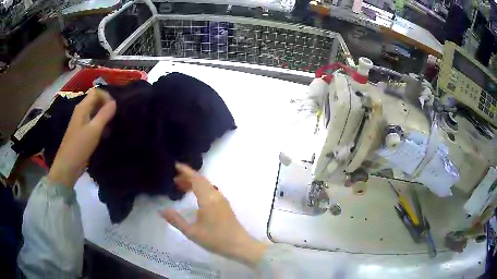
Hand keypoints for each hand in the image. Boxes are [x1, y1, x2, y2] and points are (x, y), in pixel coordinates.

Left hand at [48, 88, 115, 187]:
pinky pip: (93, 122)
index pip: (96, 92)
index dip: (106, 96)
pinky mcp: (82, 132)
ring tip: (111, 126)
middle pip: (96, 100)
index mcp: (82, 107)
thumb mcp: (94, 130)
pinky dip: (100, 124)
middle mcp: (81, 111)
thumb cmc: (79, 147)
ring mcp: (81, 122)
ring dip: (104, 116)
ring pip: (95, 112)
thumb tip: (114, 102)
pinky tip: (105, 134)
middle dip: (106, 106)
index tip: (114, 109)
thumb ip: (104, 115)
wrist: (68, 166)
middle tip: (114, 118)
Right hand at [159, 163, 266, 267]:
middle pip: (201, 180)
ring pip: (207, 185)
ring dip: (194, 183)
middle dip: (188, 177)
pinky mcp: (225, 205)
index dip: (186, 170)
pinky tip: (194, 197)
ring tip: (181, 187)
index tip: (175, 165)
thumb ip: (176, 220)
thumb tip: (161, 210)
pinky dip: (201, 189)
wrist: (239, 245)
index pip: (196, 179)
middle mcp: (216, 195)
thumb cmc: (215, 239)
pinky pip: (211, 191)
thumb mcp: (192, 232)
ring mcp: (222, 200)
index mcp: (208, 199)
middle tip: (174, 179)